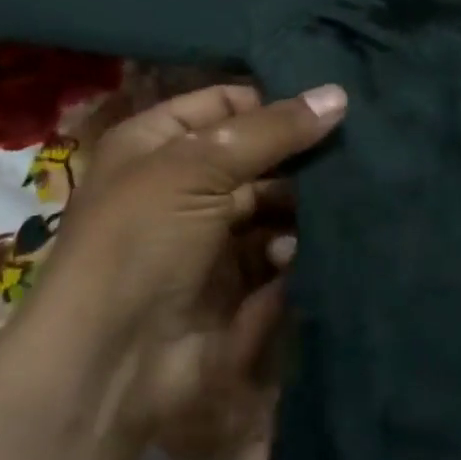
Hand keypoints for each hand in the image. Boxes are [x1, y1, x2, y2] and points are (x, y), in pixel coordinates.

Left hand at [57, 82, 345, 444]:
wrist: (108, 365)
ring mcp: (208, 236)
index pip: (225, 102)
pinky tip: (298, 252)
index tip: (329, 105)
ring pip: (273, 203)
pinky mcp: (233, 283)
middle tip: (352, 151)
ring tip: (335, 203)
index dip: (272, 102)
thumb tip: (338, 94)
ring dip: (302, 204)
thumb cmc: (142, 240)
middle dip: (299, 155)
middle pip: (256, 154)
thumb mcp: (198, 166)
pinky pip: (275, 251)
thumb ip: (272, 130)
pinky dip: (292, 248)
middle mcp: (182, 184)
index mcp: (156, 143)